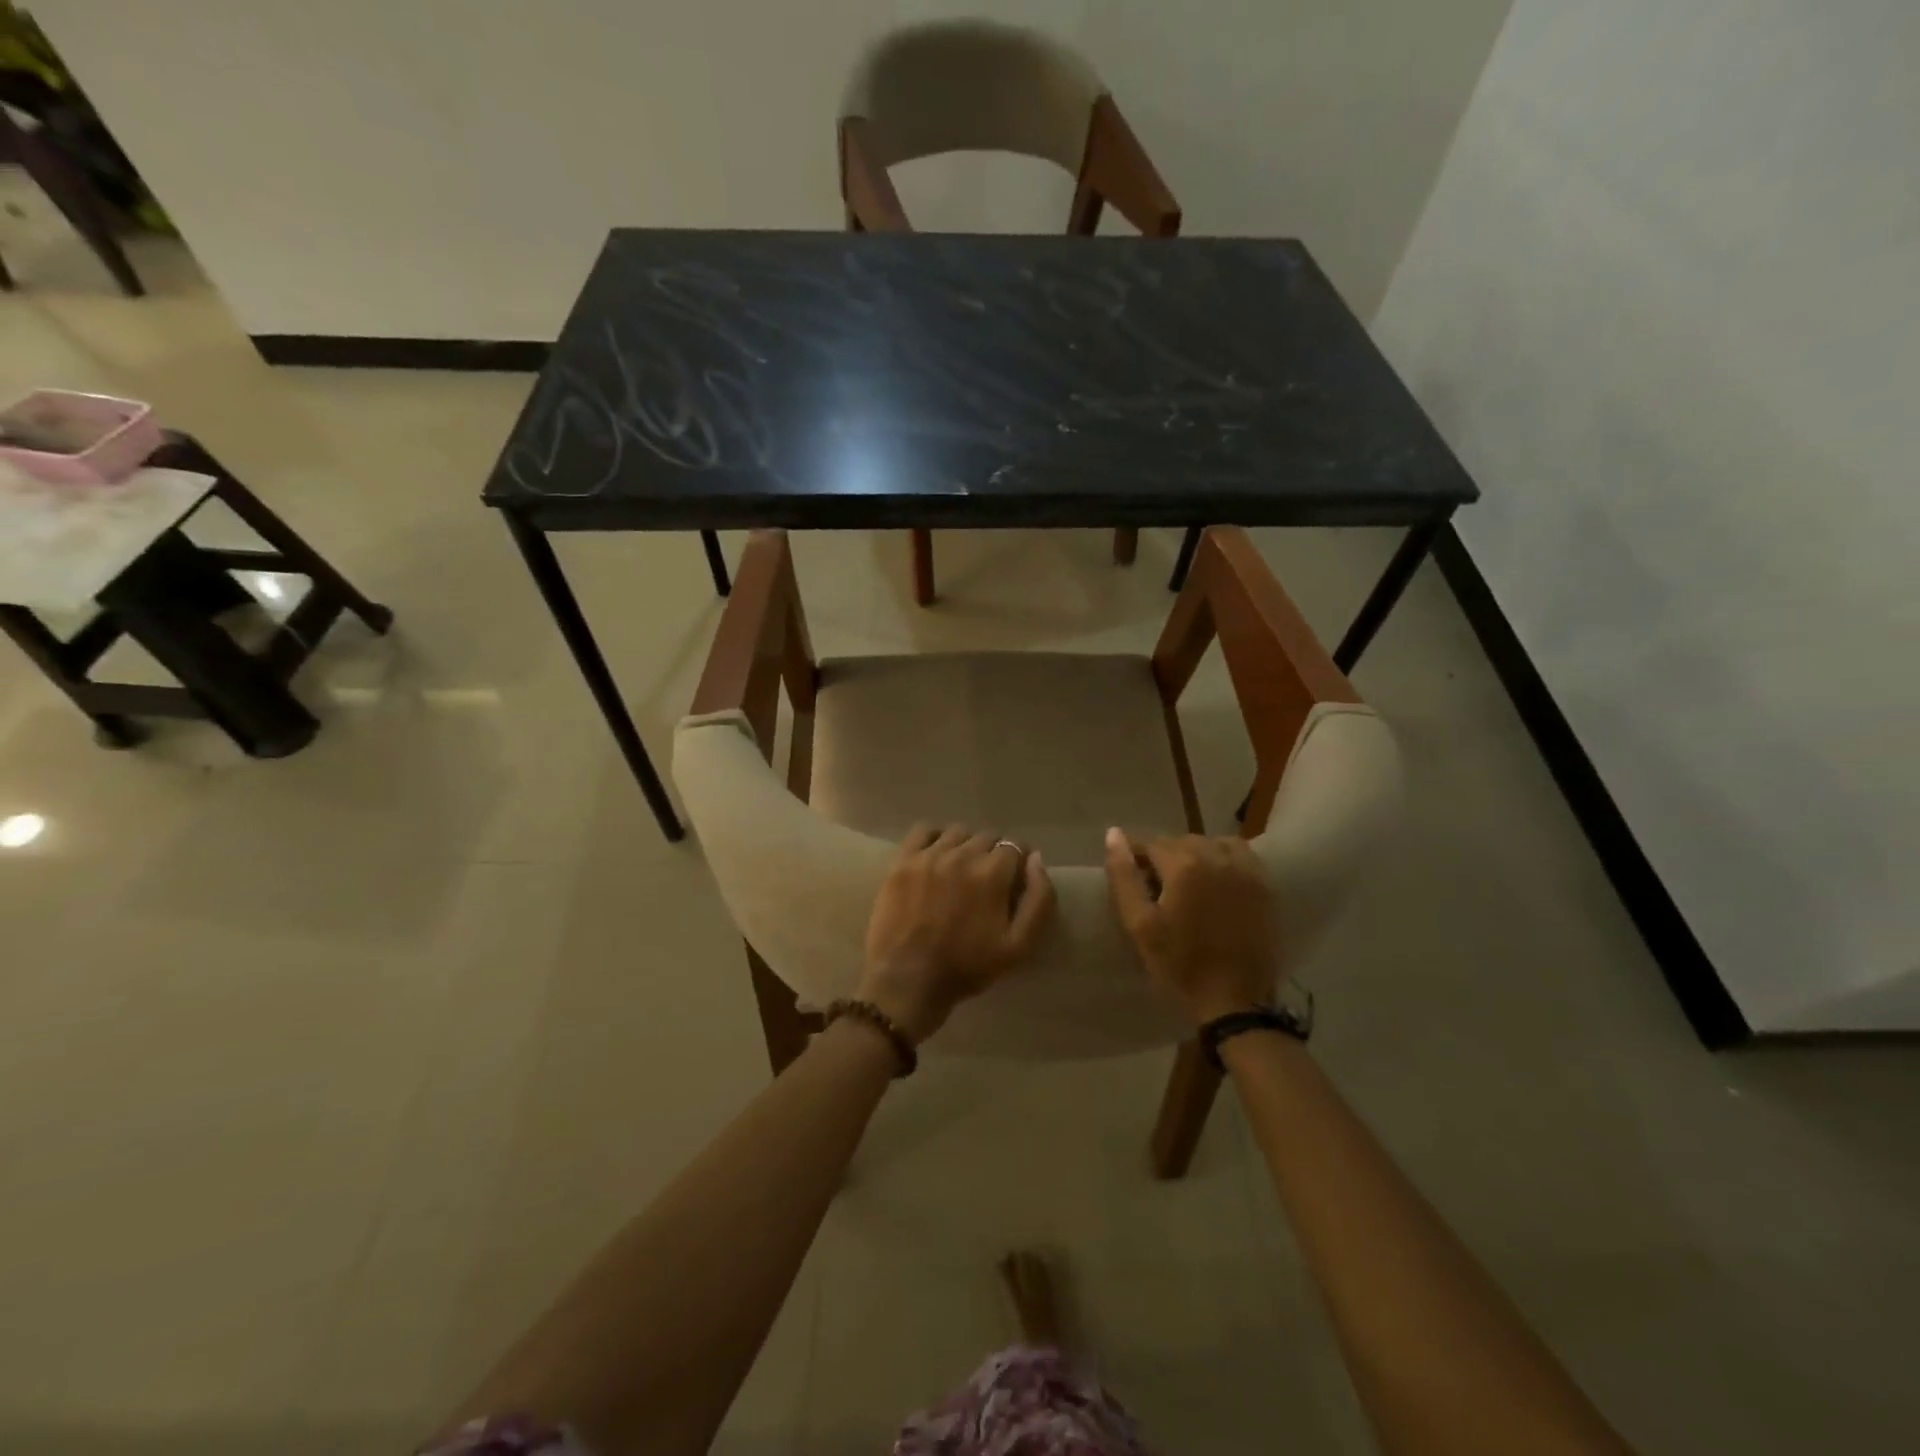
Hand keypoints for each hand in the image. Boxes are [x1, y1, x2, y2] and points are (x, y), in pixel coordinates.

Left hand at [859, 825, 1056, 1041]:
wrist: (908, 981)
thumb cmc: (967, 968)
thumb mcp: (1019, 946)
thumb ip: (1039, 900)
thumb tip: (1036, 859)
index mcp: (992, 873)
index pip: (1015, 846)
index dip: (1017, 864)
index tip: (1012, 882)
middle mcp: (962, 855)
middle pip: (987, 838)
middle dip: (992, 856)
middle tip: (985, 883)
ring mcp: (929, 855)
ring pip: (957, 833)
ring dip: (965, 846)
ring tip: (959, 871)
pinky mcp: (902, 861)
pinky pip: (922, 830)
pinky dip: (933, 837)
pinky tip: (935, 856)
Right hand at [1104, 827, 1280, 1024]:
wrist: (1234, 999)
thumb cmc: (1180, 964)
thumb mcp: (1140, 924)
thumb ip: (1124, 876)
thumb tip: (1113, 833)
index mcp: (1184, 865)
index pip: (1151, 844)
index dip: (1138, 859)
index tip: (1134, 879)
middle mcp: (1217, 856)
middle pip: (1181, 841)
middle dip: (1165, 858)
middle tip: (1158, 888)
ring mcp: (1245, 869)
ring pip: (1211, 843)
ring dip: (1195, 855)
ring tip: (1188, 883)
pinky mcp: (1264, 885)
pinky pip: (1240, 853)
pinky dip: (1224, 858)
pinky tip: (1217, 880)